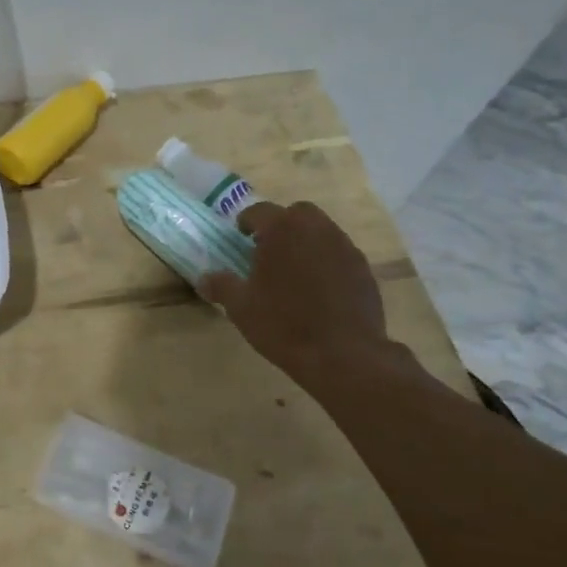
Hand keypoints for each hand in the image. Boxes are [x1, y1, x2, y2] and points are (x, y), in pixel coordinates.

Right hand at [199, 201, 427, 397]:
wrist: (342, 354)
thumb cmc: (283, 324)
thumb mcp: (241, 307)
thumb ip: (221, 286)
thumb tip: (203, 279)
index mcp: (282, 230)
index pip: (259, 211)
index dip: (246, 222)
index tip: (240, 236)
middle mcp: (316, 229)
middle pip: (297, 214)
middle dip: (281, 225)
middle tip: (268, 250)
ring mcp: (344, 247)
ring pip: (321, 231)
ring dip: (305, 242)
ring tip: (293, 270)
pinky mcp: (363, 268)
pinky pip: (339, 254)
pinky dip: (326, 261)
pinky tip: (318, 289)